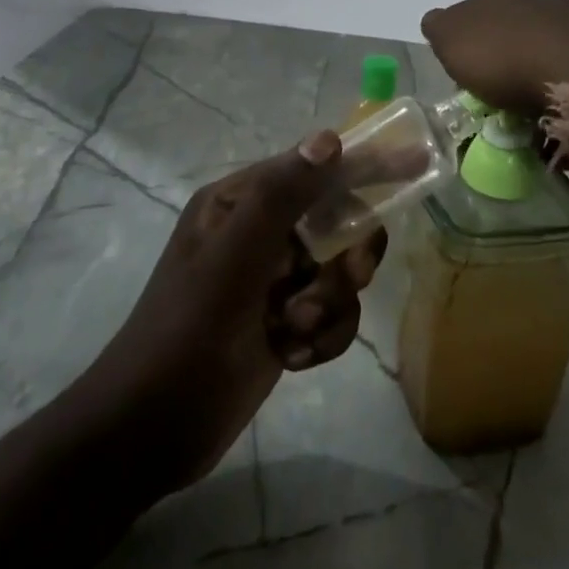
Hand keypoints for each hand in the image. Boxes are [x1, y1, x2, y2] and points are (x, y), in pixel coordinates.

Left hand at [80, 132, 384, 494]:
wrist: (152, 430)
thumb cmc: (189, 329)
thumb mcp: (234, 256)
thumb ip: (282, 195)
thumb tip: (329, 139)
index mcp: (239, 202)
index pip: (314, 169)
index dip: (365, 166)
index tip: (416, 165)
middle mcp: (259, 234)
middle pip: (335, 224)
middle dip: (344, 258)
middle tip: (346, 277)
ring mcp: (272, 281)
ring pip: (338, 275)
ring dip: (328, 305)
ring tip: (292, 330)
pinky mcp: (284, 324)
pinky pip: (332, 316)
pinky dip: (321, 337)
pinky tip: (291, 356)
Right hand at [420, 0, 568, 116]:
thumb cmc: (506, 60)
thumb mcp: (453, 44)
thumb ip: (441, 29)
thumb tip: (437, 21)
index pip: (467, 13)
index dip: (466, 42)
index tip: (469, 72)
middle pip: (508, 23)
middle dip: (503, 49)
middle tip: (502, 87)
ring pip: (542, 37)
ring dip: (536, 60)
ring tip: (536, 98)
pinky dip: (566, 72)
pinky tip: (566, 95)